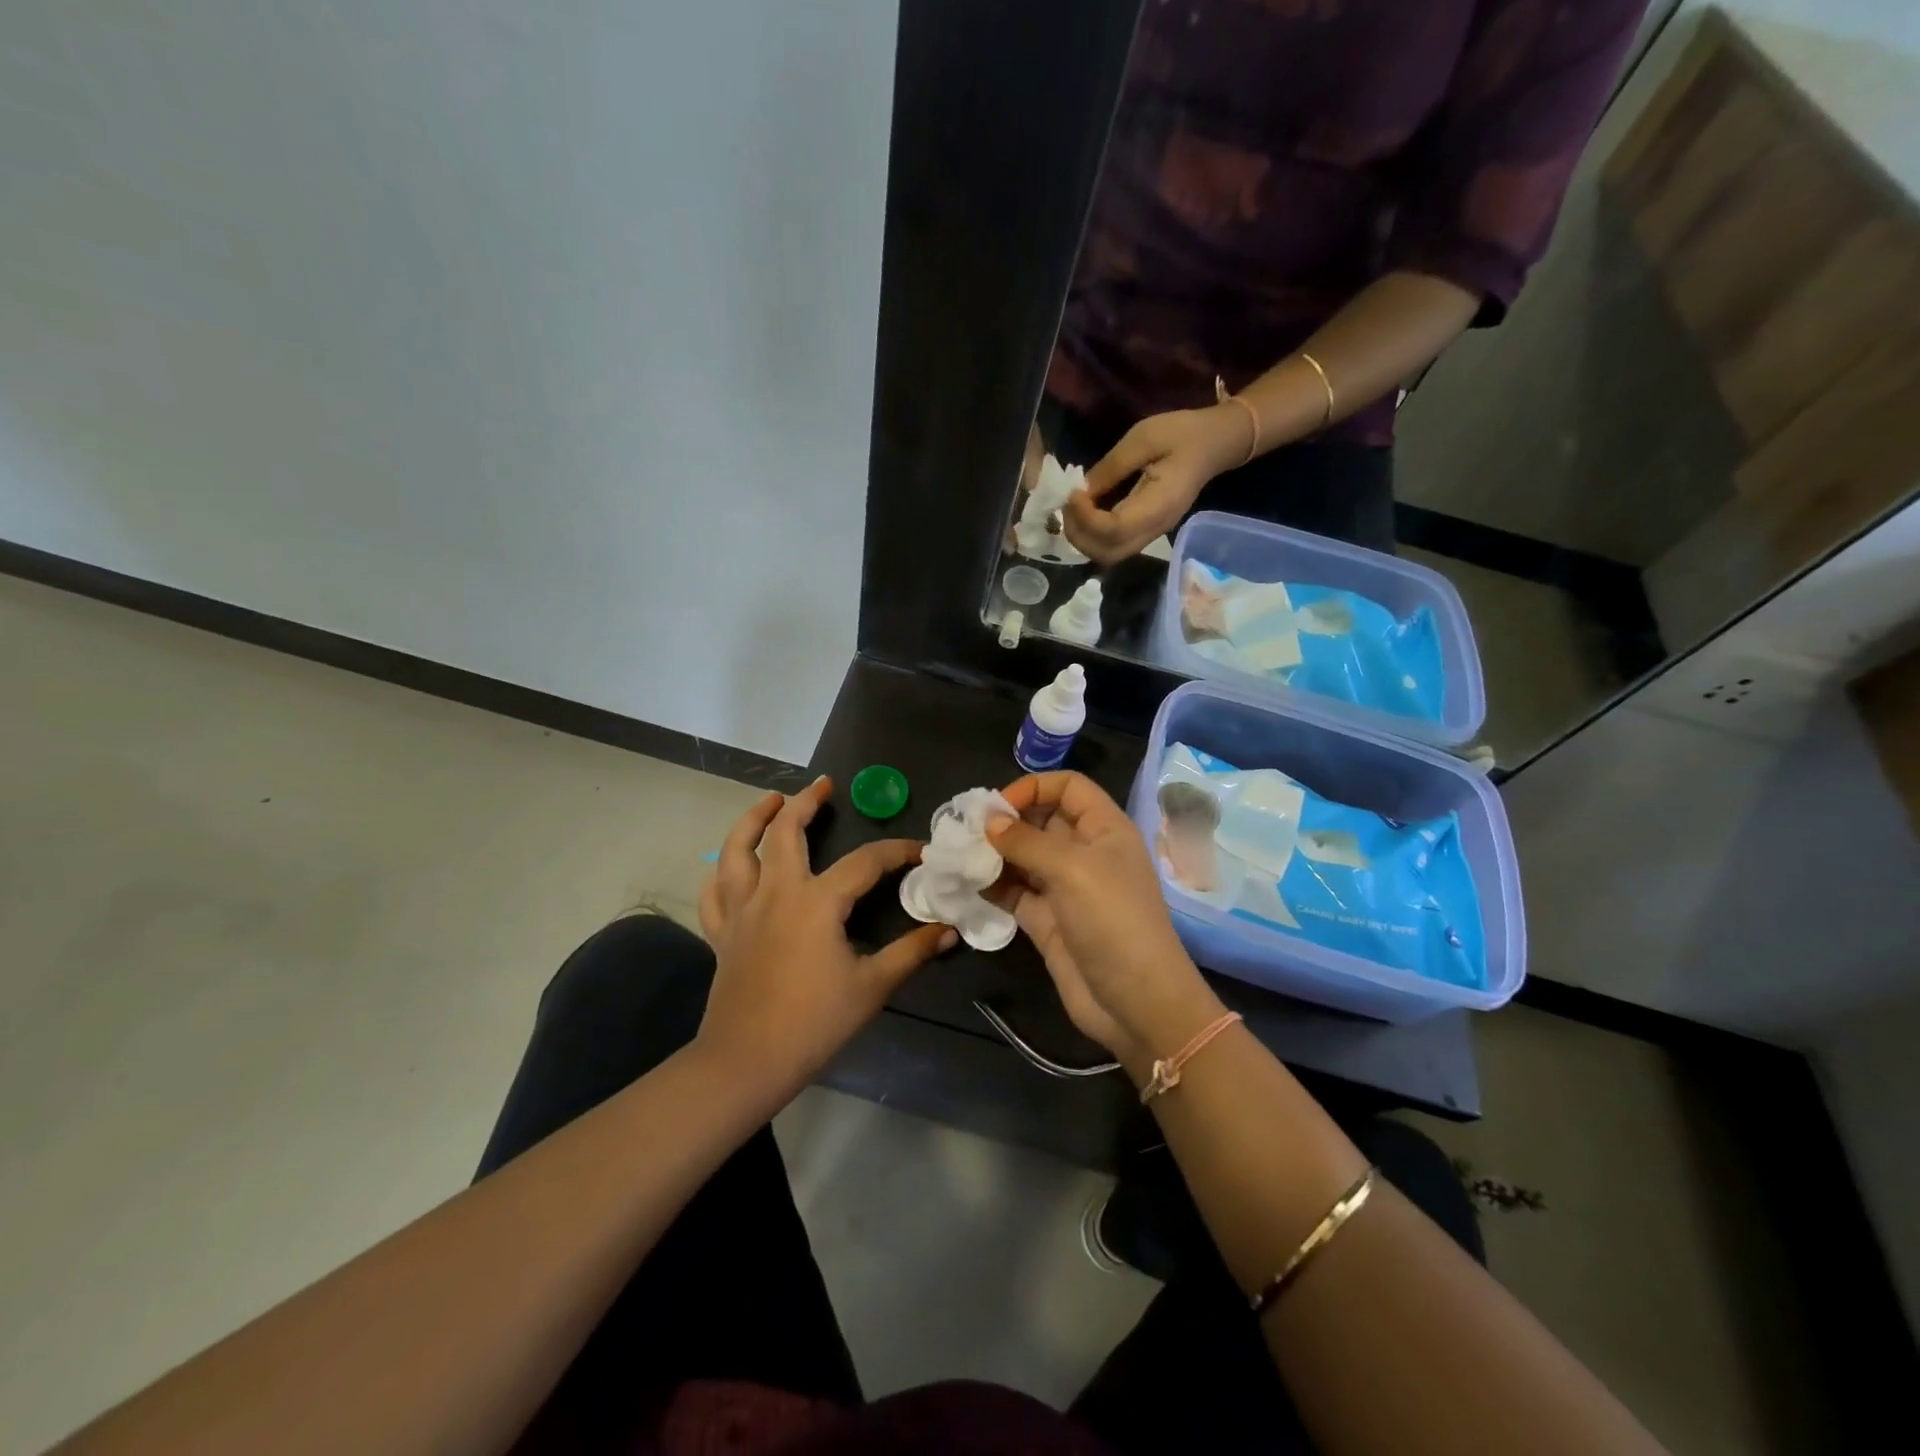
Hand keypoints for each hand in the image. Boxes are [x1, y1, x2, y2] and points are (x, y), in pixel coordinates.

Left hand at [697, 777, 953, 1096]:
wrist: (746, 1062)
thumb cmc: (813, 1023)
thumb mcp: (872, 986)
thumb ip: (911, 953)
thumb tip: (948, 930)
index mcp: (817, 901)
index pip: (865, 862)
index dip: (896, 851)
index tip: (920, 850)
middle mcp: (776, 892)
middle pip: (786, 832)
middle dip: (806, 802)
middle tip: (824, 786)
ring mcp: (742, 910)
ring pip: (737, 849)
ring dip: (753, 819)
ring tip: (770, 800)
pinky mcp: (721, 932)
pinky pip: (715, 891)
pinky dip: (721, 871)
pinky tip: (732, 864)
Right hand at [989, 772, 1222, 1066]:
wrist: (1135, 1002)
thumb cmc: (1112, 920)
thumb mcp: (1072, 869)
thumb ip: (1026, 841)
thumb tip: (988, 822)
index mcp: (1104, 829)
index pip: (1069, 787)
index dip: (1034, 788)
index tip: (999, 807)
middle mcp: (1085, 852)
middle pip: (1041, 819)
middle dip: (1006, 821)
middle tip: (966, 830)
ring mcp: (1065, 888)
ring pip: (1024, 857)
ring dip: (994, 853)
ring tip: (959, 854)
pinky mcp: (1047, 920)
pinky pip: (1015, 892)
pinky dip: (992, 885)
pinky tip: (966, 883)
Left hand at [1063, 405, 1250, 565]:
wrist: (1214, 444)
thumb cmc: (1182, 434)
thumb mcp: (1143, 438)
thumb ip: (1111, 467)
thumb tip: (1080, 490)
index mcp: (1159, 505)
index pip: (1114, 530)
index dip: (1086, 518)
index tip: (1072, 494)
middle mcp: (1155, 528)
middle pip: (1108, 553)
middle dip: (1079, 535)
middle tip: (1068, 505)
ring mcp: (1152, 534)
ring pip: (1109, 555)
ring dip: (1084, 539)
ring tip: (1074, 509)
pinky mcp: (1147, 531)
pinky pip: (1115, 546)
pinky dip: (1094, 536)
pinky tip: (1086, 513)